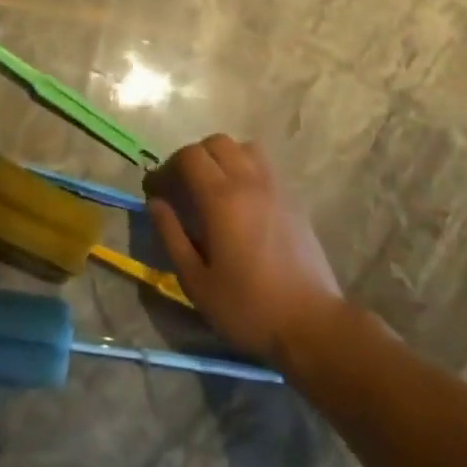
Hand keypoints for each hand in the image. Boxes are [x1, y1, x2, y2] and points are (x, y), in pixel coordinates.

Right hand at [145, 135, 341, 366]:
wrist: (310, 323)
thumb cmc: (246, 307)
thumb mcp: (195, 280)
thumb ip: (171, 235)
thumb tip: (156, 203)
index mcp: (221, 198)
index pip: (189, 156)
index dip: (166, 168)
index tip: (155, 192)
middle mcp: (249, 182)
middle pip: (216, 143)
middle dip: (192, 157)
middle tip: (181, 187)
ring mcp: (276, 187)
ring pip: (244, 147)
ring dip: (222, 157)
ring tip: (213, 187)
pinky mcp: (293, 200)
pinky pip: (265, 166)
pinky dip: (245, 168)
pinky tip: (240, 201)